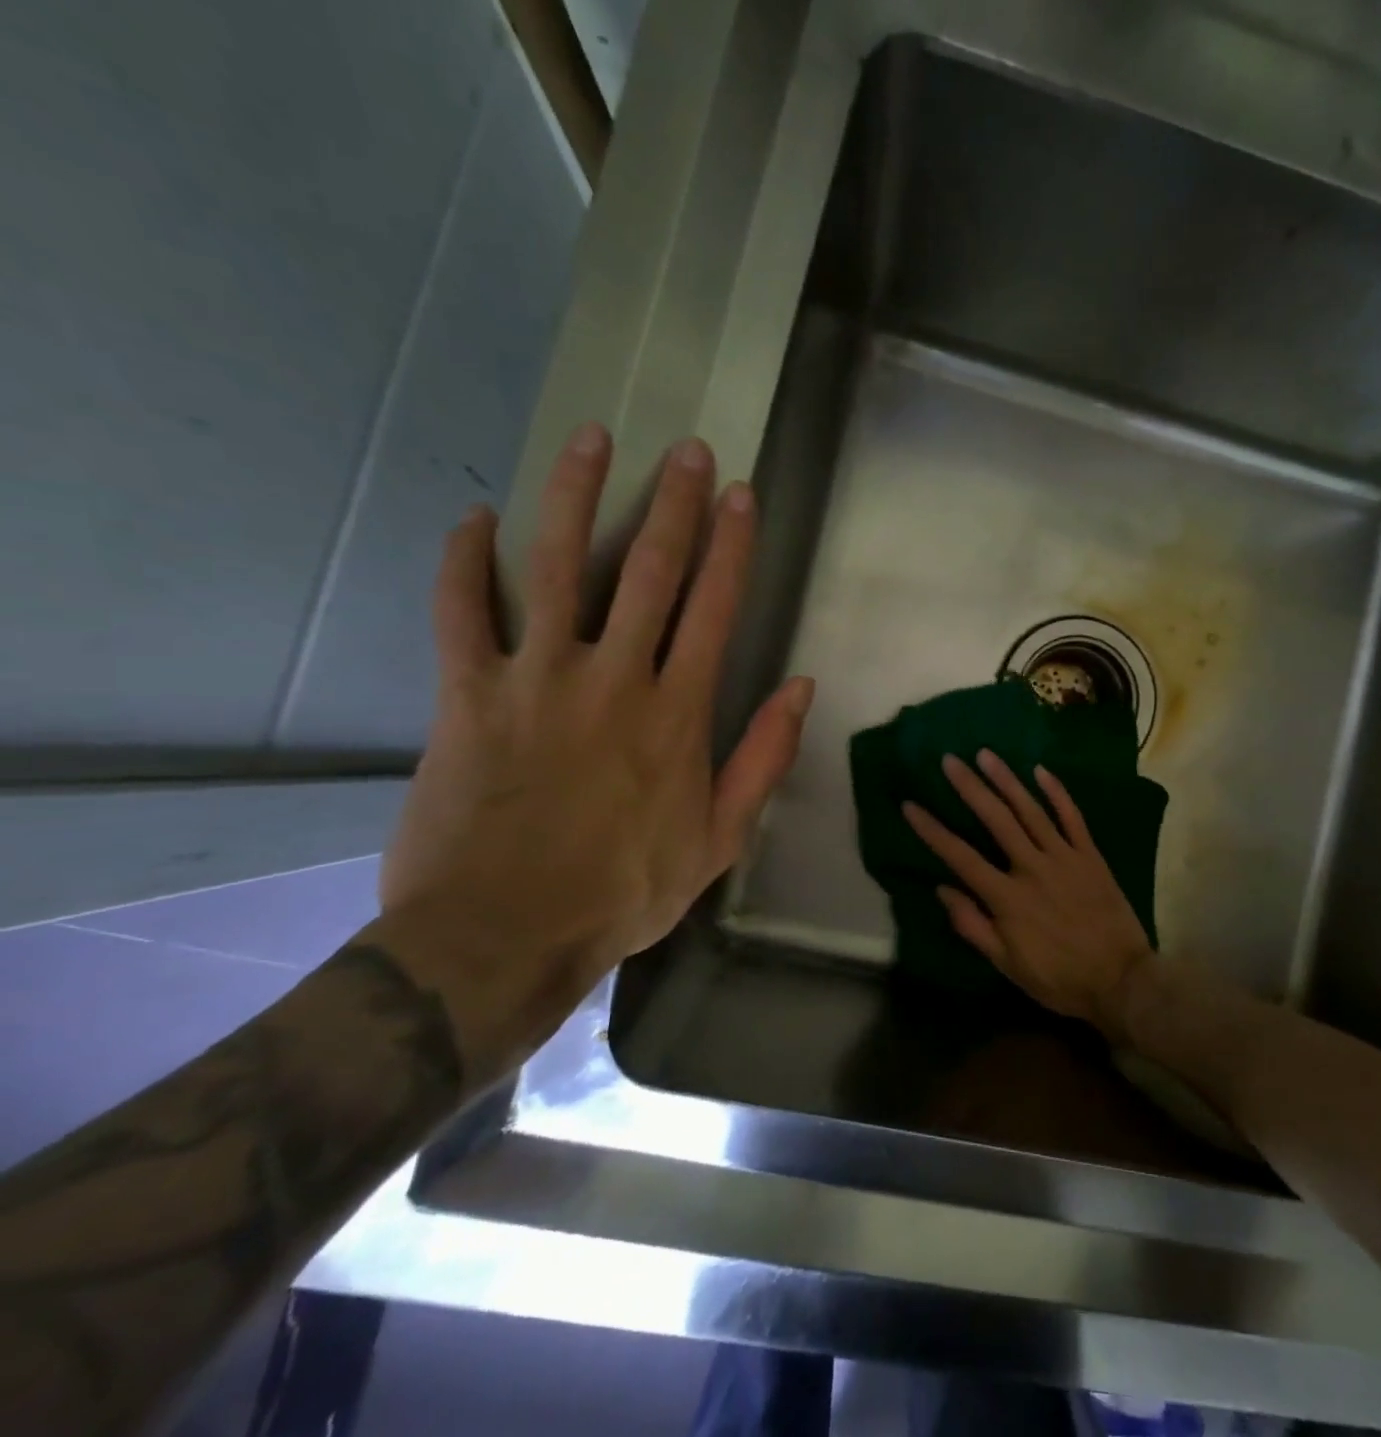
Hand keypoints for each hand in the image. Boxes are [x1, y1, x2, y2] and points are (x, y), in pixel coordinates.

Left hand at [378, 423, 812, 1072]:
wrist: (504, 934)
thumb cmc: (624, 890)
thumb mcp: (720, 838)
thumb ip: (763, 758)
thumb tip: (801, 688)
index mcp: (677, 712)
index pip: (714, 608)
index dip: (732, 546)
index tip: (741, 495)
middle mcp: (613, 677)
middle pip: (650, 571)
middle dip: (674, 504)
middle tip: (687, 450)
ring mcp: (536, 678)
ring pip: (557, 567)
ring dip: (576, 498)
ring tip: (591, 440)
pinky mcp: (467, 694)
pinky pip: (460, 612)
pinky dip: (465, 562)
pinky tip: (474, 519)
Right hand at [903, 751, 1151, 1034]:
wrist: (1121, 981)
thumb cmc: (1059, 978)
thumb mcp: (1007, 965)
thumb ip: (973, 926)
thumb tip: (943, 890)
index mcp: (1007, 898)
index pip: (961, 856)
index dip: (933, 830)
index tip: (911, 805)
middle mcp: (1032, 868)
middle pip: (996, 820)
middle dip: (970, 788)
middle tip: (950, 760)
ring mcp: (1064, 857)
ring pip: (1031, 810)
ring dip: (1007, 780)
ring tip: (986, 754)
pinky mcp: (1090, 856)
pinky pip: (1072, 817)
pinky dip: (1057, 792)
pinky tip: (1040, 771)